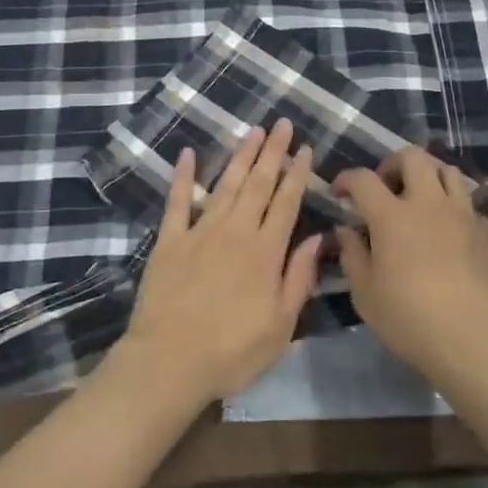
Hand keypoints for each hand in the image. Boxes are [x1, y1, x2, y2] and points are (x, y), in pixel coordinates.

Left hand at [117, 119, 323, 404]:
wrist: (169, 362)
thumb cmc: (232, 352)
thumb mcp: (281, 326)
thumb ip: (299, 278)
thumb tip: (318, 239)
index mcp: (266, 252)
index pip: (287, 203)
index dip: (298, 174)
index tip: (306, 149)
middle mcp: (236, 232)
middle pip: (258, 184)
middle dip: (273, 153)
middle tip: (282, 124)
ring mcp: (200, 233)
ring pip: (225, 185)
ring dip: (241, 156)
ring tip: (253, 131)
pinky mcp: (169, 241)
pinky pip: (178, 202)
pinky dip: (183, 177)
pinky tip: (187, 154)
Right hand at [334, 147, 487, 380]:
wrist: (476, 339)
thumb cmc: (410, 319)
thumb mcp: (365, 293)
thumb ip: (352, 254)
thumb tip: (346, 229)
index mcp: (392, 216)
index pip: (364, 179)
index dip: (346, 179)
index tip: (339, 193)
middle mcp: (428, 203)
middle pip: (413, 157)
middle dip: (392, 165)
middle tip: (384, 190)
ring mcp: (462, 213)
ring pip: (446, 170)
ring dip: (427, 177)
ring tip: (417, 202)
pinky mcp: (484, 230)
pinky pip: (466, 200)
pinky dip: (451, 204)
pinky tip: (445, 229)